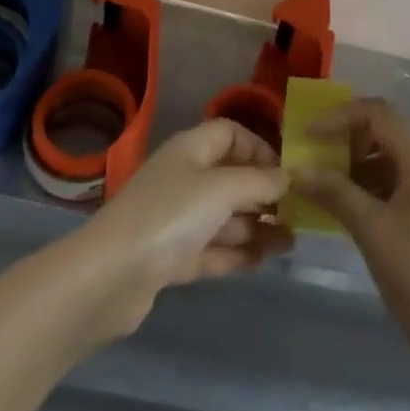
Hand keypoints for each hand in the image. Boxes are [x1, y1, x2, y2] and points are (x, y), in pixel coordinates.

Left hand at [76, 119, 292, 339]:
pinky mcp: (171, 258)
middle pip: (230, 177)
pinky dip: (238, 252)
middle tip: (299, 212)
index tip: (287, 170)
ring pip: (224, 217)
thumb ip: (259, 183)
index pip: (230, 133)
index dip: (259, 147)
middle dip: (263, 193)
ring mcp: (176, 219)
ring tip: (292, 242)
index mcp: (191, 150)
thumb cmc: (170, 215)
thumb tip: (288, 176)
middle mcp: (184, 178)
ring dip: (257, 227)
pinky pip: (213, 248)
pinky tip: (265, 260)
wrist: (109, 277)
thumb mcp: (222, 190)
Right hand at [293, 98, 409, 359]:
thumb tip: (297, 170)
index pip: (378, 114)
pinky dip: (373, 184)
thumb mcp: (371, 230)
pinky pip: (401, 180)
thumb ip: (334, 192)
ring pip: (392, 156)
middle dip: (347, 139)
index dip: (339, 117)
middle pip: (386, 131)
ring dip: (358, 164)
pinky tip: (350, 205)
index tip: (308, 134)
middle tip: (314, 156)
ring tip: (325, 183)